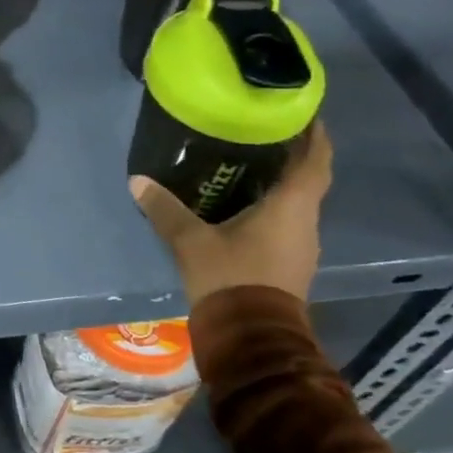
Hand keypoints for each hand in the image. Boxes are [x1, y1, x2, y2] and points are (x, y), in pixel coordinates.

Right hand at [129, 123, 333, 306]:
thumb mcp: (191, 241)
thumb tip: (137, 180)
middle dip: (293, 157)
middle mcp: (305, 224)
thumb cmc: (230, 278)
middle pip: (308, 181)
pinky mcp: (291, 267)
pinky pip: (288, 226)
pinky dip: (274, 209)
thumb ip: (165, 209)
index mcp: (291, 207)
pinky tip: (245, 207)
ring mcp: (301, 248)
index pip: (316, 162)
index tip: (305, 114)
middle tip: (265, 135)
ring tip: (251, 166)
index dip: (315, 136)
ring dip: (282, 185)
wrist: (251, 339)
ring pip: (297, 205)